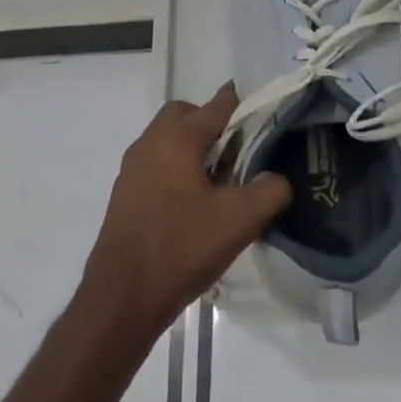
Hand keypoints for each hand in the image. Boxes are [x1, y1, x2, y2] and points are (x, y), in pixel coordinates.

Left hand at [81, 85, 291, 341]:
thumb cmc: (182, 248)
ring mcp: (133, 167)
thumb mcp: (240, 220)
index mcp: (177, 138)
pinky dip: (178, 168)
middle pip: (187, 115)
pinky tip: (195, 204)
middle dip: (214, 126)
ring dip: (195, 149)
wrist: (122, 296)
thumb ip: (270, 190)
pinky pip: (158, 163)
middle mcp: (150, 142)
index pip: (218, 105)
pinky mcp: (126, 192)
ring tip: (221, 183)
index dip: (245, 107)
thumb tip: (277, 178)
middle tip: (239, 155)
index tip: (267, 118)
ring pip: (169, 139)